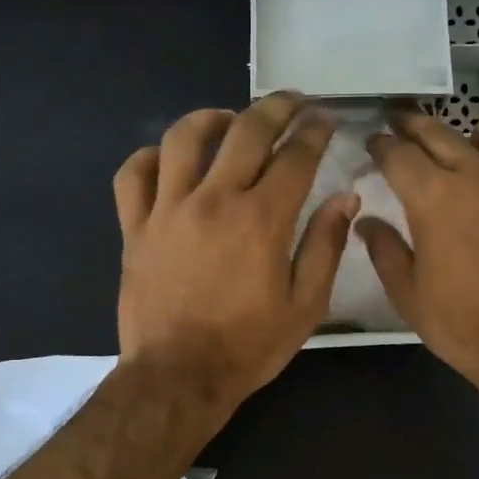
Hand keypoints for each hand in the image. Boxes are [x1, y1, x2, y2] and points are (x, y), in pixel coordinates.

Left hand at [114, 93, 355, 413]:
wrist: (179, 376)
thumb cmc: (248, 346)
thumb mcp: (305, 306)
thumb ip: (325, 246)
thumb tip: (344, 198)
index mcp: (262, 219)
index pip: (295, 156)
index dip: (315, 132)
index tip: (326, 120)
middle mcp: (214, 200)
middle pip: (245, 131)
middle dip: (275, 107)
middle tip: (291, 102)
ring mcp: (168, 210)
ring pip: (183, 138)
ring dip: (211, 118)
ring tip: (229, 119)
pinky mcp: (135, 227)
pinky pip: (133, 175)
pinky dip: (150, 157)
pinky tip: (168, 159)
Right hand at [360, 104, 478, 396]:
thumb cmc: (461, 324)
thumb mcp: (407, 293)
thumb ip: (384, 250)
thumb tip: (366, 222)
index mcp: (434, 198)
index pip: (398, 154)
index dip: (380, 145)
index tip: (373, 143)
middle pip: (441, 131)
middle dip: (413, 123)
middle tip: (400, 123)